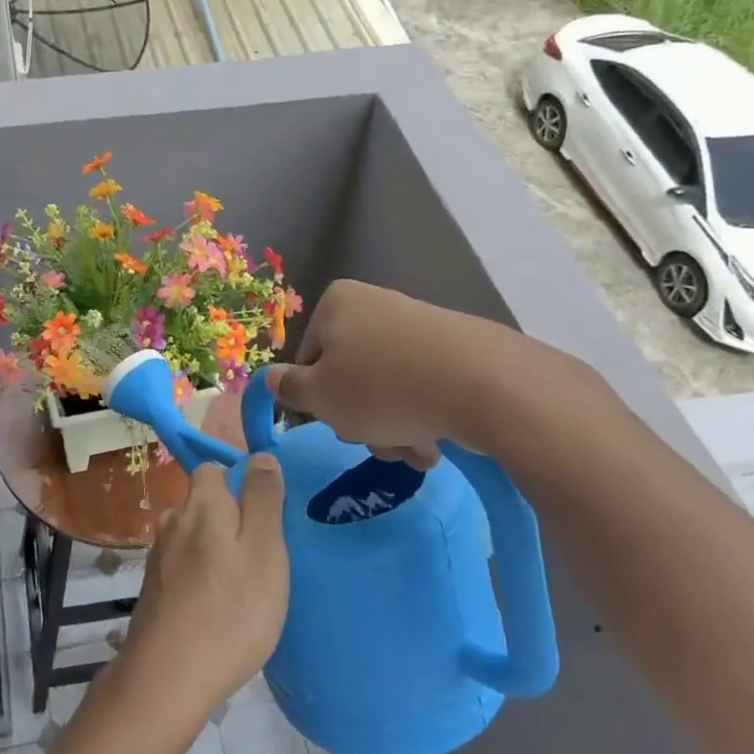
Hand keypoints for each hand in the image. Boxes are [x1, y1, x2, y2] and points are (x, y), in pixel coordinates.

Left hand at [120, 457, 288, 715]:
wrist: (167, 678)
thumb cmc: (230, 611)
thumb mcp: (265, 550)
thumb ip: (263, 499)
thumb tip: (260, 456)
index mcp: (201, 504)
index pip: (213, 469)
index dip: (239, 483)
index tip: (266, 514)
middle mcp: (172, 521)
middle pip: (204, 504)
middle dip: (230, 519)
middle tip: (263, 556)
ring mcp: (158, 557)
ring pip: (193, 537)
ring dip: (216, 551)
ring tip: (244, 585)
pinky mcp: (154, 590)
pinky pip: (184, 568)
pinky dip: (202, 577)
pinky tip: (218, 606)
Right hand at [265, 279, 594, 466]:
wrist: (484, 385)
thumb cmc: (382, 388)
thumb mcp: (320, 397)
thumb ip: (289, 389)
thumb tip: (269, 377)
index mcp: (337, 304)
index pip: (308, 359)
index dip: (318, 399)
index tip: (337, 421)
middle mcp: (376, 305)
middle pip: (349, 375)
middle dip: (360, 418)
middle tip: (376, 440)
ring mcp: (418, 326)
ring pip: (386, 388)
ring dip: (390, 427)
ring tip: (412, 449)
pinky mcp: (454, 349)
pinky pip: (421, 387)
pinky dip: (421, 416)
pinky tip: (434, 442)